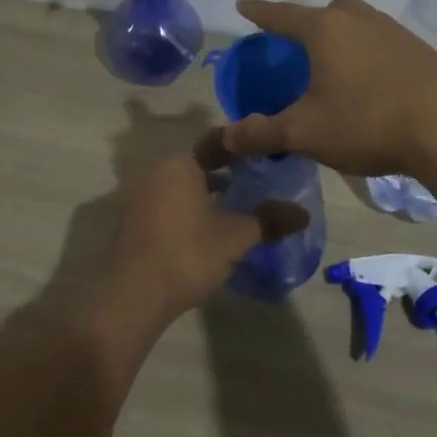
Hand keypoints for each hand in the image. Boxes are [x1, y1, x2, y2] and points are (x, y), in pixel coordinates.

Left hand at [102, 132, 307, 324]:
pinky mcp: (133, 218)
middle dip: (227, 170)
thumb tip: (303, 214)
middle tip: (258, 180)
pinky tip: (209, 224)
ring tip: (238, 204)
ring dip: (207, 190)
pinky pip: (167, 200)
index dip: (245, 147)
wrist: (133, 295)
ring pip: (182, 182)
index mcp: (180, 163)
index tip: (268, 155)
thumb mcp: (236, 237)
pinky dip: (188, 205)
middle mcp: (156, 169)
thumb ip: (269, 220)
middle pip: (198, 161)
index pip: (218, 140)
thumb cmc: (187, 254)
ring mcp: (139, 193)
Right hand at [219, 0, 436, 176]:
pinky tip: (370, 83)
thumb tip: (226, 137)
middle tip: (296, 46)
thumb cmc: (367, 122)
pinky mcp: (421, 50)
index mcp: (326, 29)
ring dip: (341, 40)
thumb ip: (262, 133)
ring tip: (333, 67)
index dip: (259, 12)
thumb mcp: (305, 132)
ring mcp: (395, 31)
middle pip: (325, 12)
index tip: (243, 5)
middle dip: (307, 24)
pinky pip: (381, 43)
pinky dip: (366, 55)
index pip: (281, 15)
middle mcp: (360, 19)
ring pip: (357, 25)